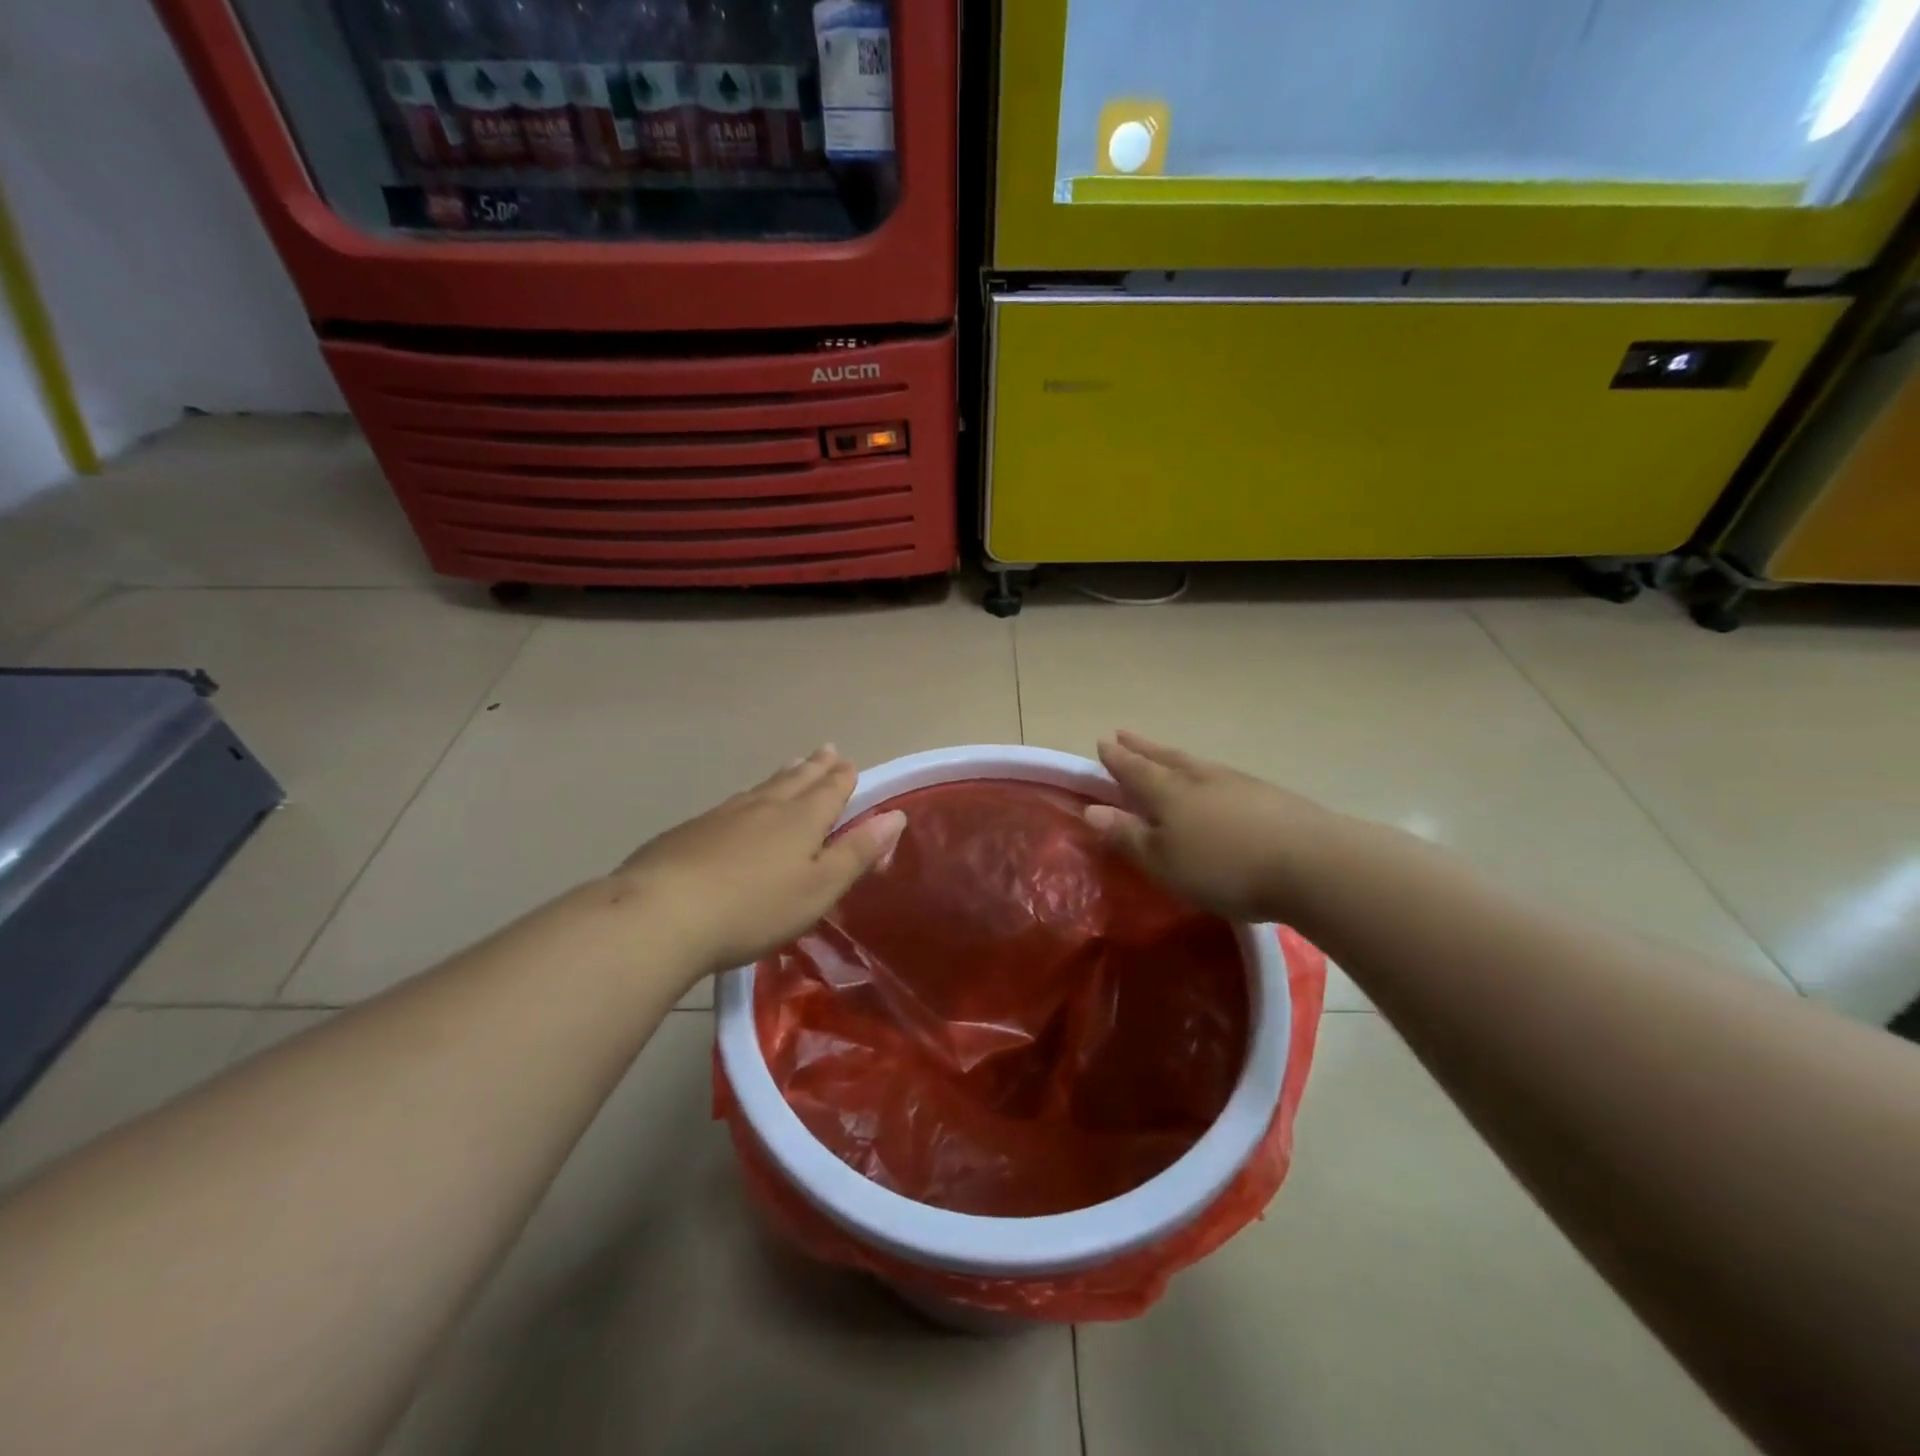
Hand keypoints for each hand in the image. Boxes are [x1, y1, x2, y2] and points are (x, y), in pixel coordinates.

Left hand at [606, 747, 905, 981]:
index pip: (830, 789)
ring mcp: (724, 815)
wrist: (662, 913)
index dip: (843, 777)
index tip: (850, 762)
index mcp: (802, 819)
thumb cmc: (754, 908)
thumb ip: (857, 852)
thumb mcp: (819, 888)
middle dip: (816, 766)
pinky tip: (741, 804)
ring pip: (763, 787)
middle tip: (827, 749)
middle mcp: (765, 807)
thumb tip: (895, 815)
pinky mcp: (691, 830)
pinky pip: (733, 803)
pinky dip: (750, 795)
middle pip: (796, 779)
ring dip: (784, 775)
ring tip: (793, 765)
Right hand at [1084, 731, 1338, 923]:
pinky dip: (1207, 774)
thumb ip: (1128, 836)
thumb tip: (1092, 810)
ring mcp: (1239, 783)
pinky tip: (1215, 783)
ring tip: (1165, 754)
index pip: (1135, 770)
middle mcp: (1201, 778)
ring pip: (1197, 763)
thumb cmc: (1224, 867)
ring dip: (1175, 757)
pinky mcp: (1270, 796)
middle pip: (1166, 758)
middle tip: (1125, 734)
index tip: (1103, 742)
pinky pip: (1223, 777)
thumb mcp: (1164, 862)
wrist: (1312, 863)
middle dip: (1143, 748)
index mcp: (1169, 793)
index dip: (1117, 758)